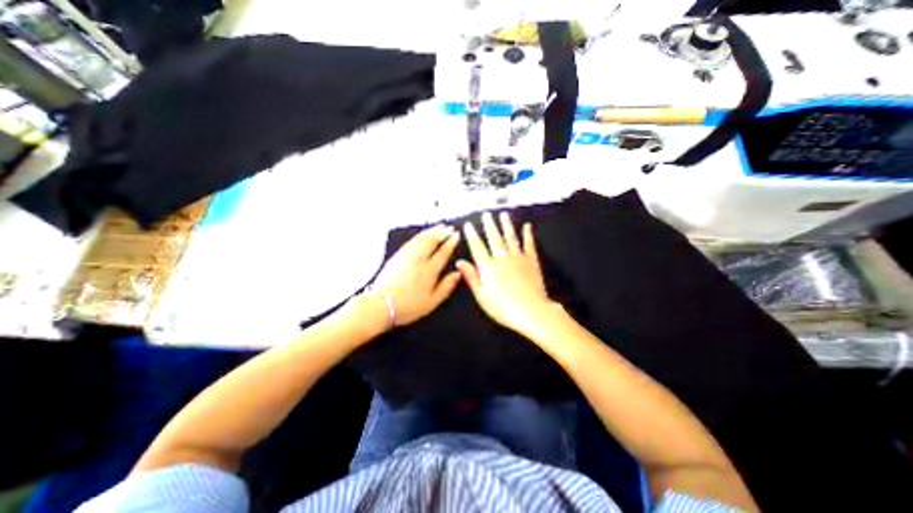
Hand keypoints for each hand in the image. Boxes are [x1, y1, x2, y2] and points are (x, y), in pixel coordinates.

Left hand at [366, 225, 460, 329]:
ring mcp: (406, 256)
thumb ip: (446, 286)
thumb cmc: (408, 306)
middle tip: (450, 228)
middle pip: (432, 241)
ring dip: (432, 231)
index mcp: (429, 271)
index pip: (443, 252)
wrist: (381, 304)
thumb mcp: (432, 302)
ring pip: (421, 238)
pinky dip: (419, 235)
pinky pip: (411, 241)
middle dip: (442, 232)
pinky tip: (422, 234)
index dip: (451, 242)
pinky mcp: (397, 256)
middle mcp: (419, 260)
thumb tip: (458, 274)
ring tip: (439, 227)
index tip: (456, 235)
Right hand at [455, 213, 556, 336]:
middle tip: (486, 214)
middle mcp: (502, 258)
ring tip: (503, 214)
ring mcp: (518, 258)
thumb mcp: (482, 296)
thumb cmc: (503, 307)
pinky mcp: (531, 261)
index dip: (472, 235)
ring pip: (510, 237)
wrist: (531, 311)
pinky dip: (528, 234)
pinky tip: (527, 226)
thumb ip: (471, 277)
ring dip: (506, 225)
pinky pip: (529, 244)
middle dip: (489, 225)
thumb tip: (460, 263)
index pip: (477, 246)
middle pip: (494, 238)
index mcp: (488, 267)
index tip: (468, 225)